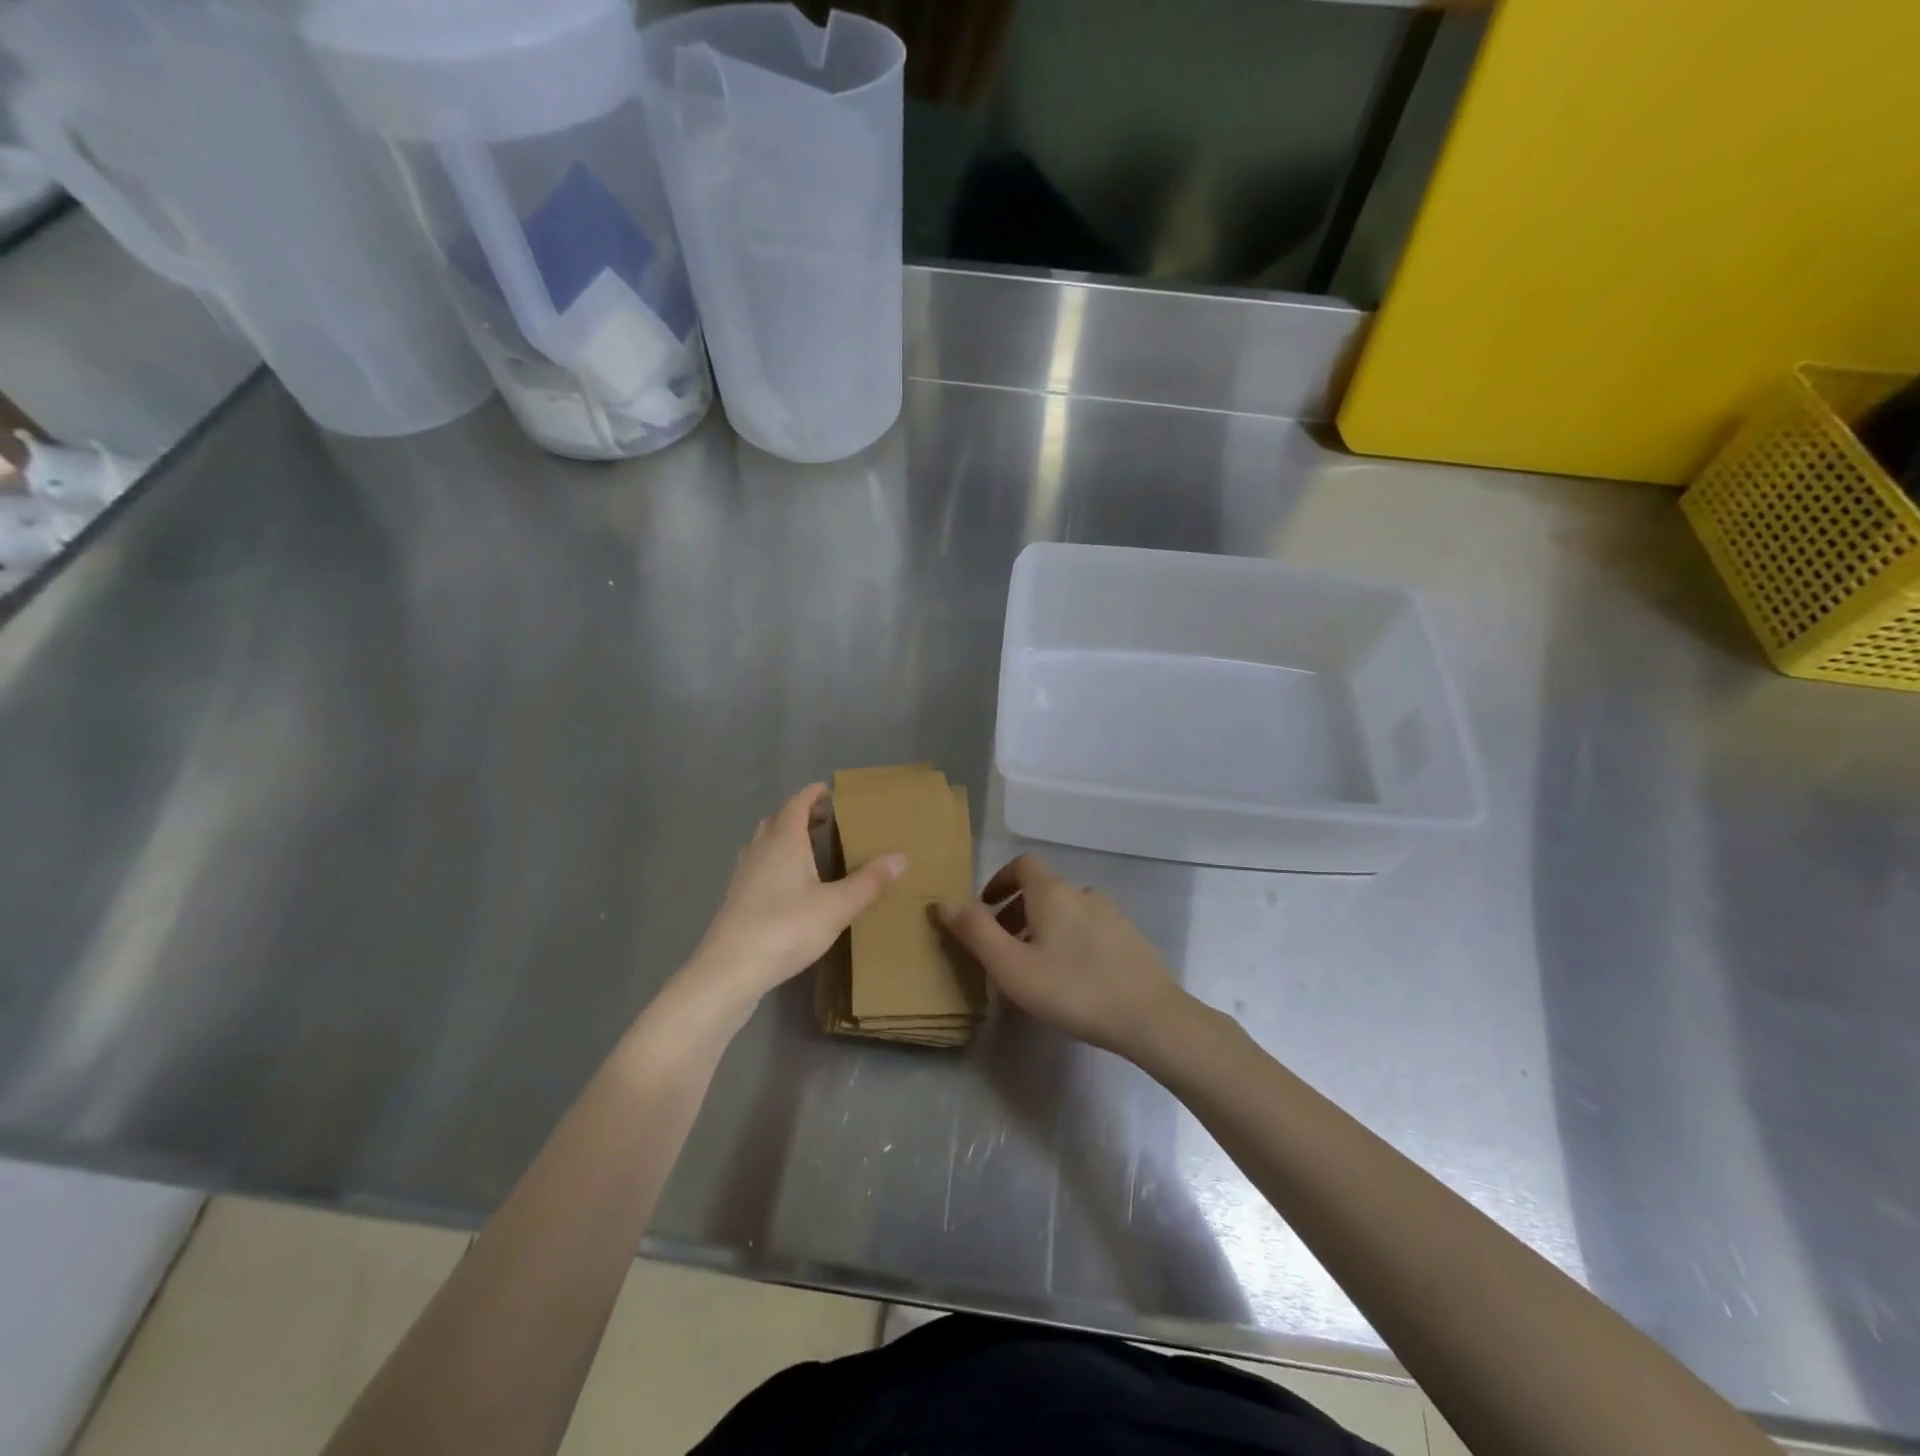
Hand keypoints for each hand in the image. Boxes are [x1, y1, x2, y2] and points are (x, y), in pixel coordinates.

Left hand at [685, 784, 903, 1021]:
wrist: (730, 969)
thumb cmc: (787, 928)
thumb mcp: (837, 906)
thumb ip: (869, 882)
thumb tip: (901, 857)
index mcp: (784, 840)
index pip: (798, 803)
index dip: (814, 794)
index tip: (831, 792)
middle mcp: (760, 848)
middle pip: (780, 820)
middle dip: (802, 815)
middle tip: (827, 821)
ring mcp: (744, 873)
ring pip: (765, 842)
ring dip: (786, 838)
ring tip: (810, 849)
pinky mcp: (736, 897)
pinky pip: (758, 865)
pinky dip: (775, 862)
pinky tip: (789, 885)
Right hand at [939, 855, 1190, 1060]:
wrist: (1150, 1017)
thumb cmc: (1072, 989)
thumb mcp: (1012, 966)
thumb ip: (975, 931)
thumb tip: (943, 900)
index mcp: (1053, 893)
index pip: (1022, 864)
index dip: (999, 880)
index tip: (985, 907)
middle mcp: (1083, 893)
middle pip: (1043, 889)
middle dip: (1017, 910)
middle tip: (1003, 947)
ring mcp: (1112, 914)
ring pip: (1067, 910)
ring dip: (1044, 927)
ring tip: (1034, 967)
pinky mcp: (1130, 938)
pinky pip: (1089, 928)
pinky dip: (1070, 940)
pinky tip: (1071, 978)